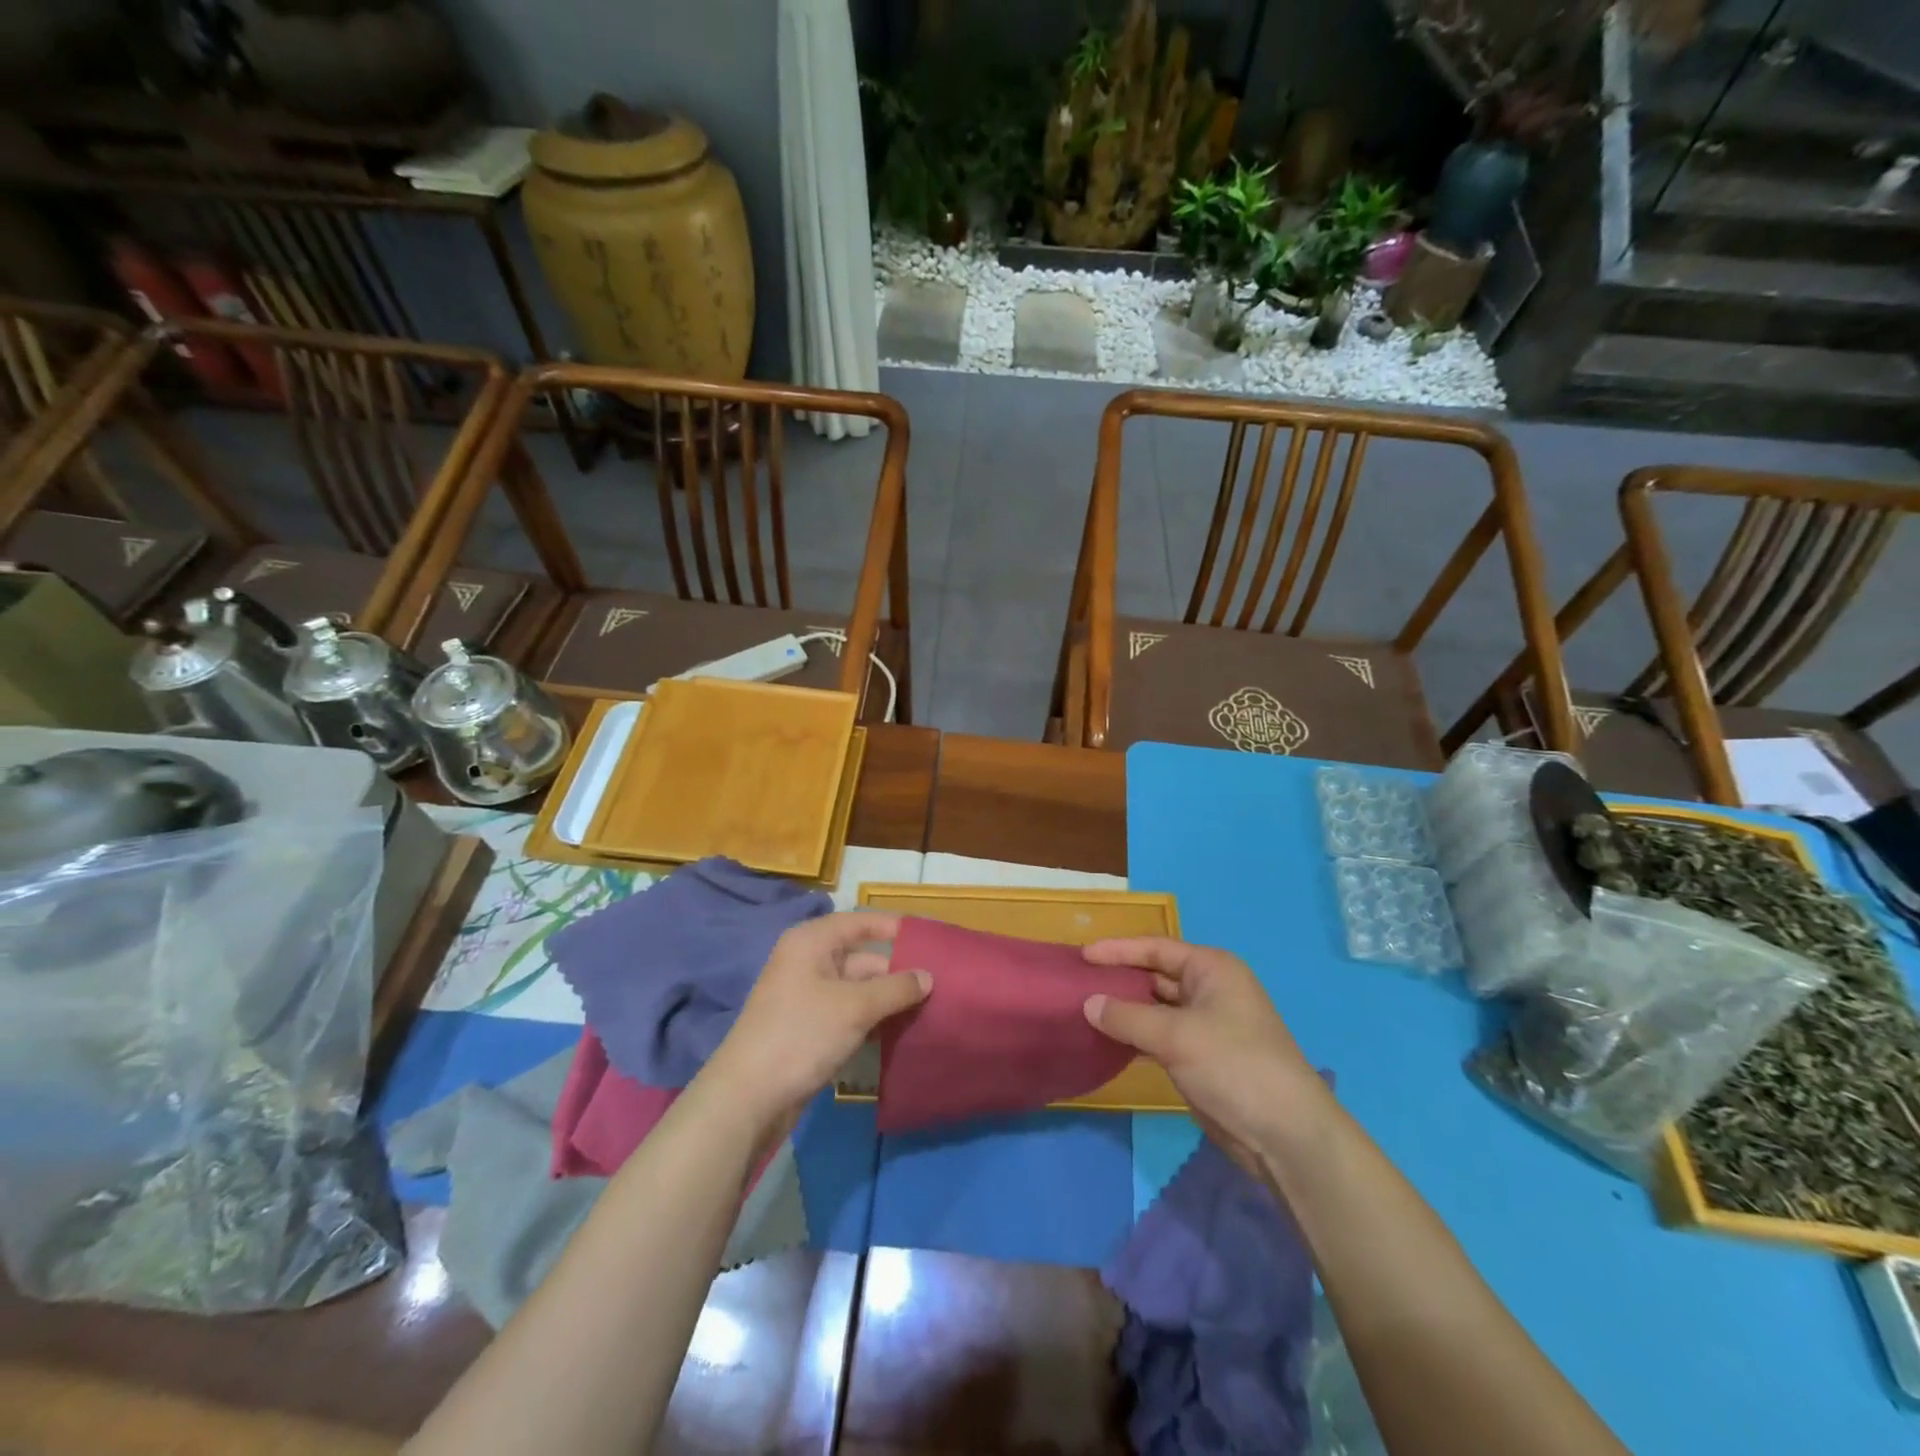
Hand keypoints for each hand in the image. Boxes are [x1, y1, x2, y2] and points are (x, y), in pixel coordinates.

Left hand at [704, 911, 929, 1127]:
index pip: (861, 922)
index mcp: (812, 942)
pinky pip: (848, 1013)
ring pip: (857, 988)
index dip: (895, 928)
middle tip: (939, 984)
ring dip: (888, 999)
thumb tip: (928, 976)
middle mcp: (808, 962)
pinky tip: (900, 1032)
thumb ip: (896, 988)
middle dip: (897, 971)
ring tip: (930, 1008)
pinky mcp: (809, 1028)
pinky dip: (872, 1019)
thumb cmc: (802, 1035)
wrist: (748, 1097)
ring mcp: (807, 997)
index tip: (931, 940)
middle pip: (862, 957)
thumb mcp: (855, 1007)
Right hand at [1082, 938, 1331, 1174]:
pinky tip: (1107, 1040)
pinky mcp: (1200, 1057)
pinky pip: (1159, 1036)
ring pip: (1155, 1008)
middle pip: (1155, 976)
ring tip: (1084, 1009)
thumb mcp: (1176, 1036)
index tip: (1083, 955)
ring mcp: (1205, 1025)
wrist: (1285, 1134)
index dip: (1118, 950)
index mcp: (1212, 969)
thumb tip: (1088, 1003)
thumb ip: (1127, 1017)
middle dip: (1119, 979)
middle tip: (1077, 983)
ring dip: (1124, 1010)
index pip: (1156, 949)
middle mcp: (1209, 990)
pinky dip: (1135, 1036)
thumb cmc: (1234, 1065)